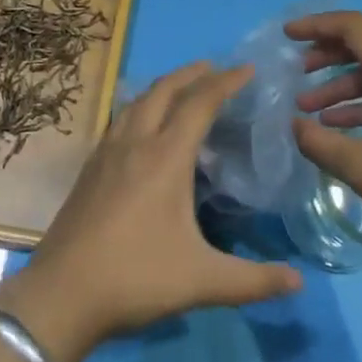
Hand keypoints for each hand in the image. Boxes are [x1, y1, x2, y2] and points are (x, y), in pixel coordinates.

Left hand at [0, 63, 301, 361]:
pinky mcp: (90, 168)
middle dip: (192, 73)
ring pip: (137, 102)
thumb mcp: (202, 281)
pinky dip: (140, 106)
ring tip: (181, 87)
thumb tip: (300, 282)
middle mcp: (136, 143)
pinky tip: (142, 125)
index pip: (200, 104)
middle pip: (164, 90)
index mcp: (165, 157)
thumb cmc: (136, 278)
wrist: (62, 293)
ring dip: (163, 86)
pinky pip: (120, 119)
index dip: (226, 82)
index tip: (248, 69)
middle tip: (215, 68)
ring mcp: (107, 153)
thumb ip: (254, 281)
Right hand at [288, 10, 361, 259]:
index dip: (317, 24)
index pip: (353, 27)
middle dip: (325, 54)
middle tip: (295, 71)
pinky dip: (360, 103)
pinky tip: (340, 129)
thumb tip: (294, 125)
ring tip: (308, 110)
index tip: (287, 36)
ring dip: (339, 85)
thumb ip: (319, 143)